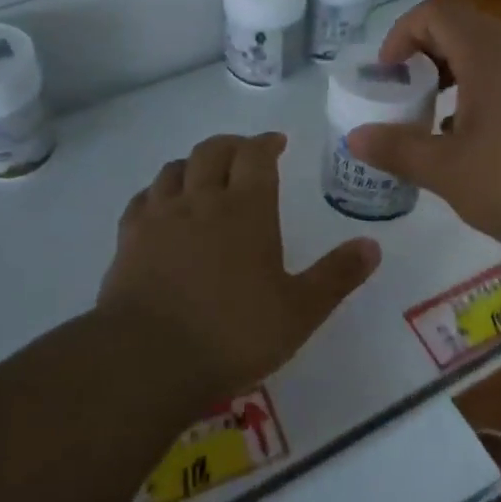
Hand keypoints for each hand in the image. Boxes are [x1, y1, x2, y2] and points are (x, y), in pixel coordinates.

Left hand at [97, 132, 380, 404]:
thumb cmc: (233, 334)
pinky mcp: (128, 239)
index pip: (255, 155)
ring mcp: (159, 217)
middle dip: (231, 145)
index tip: (276, 142)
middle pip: (212, 151)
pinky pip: (143, 198)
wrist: (148, 359)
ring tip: (204, 175)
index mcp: (246, 209)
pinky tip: (162, 206)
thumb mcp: (299, 311)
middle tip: (245, 154)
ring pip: (174, 169)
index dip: (266, 142)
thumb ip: (336, 276)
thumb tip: (372, 245)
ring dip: (193, 164)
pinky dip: (158, 192)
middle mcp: (201, 200)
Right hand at [345, 0, 500, 258]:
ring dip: (452, 78)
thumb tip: (354, 137)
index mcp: (487, 55)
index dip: (402, 34)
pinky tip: (473, 145)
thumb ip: (398, 148)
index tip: (388, 76)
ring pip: (487, 57)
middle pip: (462, 29)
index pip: (436, 12)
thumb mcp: (447, 169)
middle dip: (424, 55)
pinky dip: (479, 97)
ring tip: (434, 122)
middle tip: (405, 95)